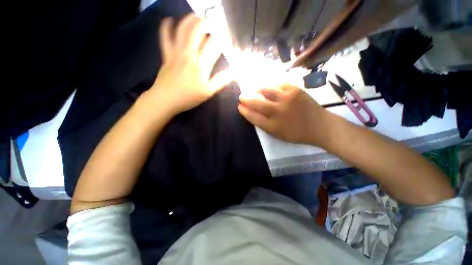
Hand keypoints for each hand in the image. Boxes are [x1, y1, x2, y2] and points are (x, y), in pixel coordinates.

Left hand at [148, 14, 231, 114]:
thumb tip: (237, 74)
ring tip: (196, 17)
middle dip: (206, 22)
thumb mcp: (208, 91)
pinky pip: (164, 37)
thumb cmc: (189, 97)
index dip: (223, 38)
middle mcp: (189, 54)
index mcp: (201, 64)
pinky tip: (169, 20)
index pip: (214, 44)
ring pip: (182, 29)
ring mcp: (176, 52)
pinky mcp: (166, 54)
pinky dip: (166, 27)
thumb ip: (222, 80)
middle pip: (197, 30)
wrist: (166, 100)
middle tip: (212, 22)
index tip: (227, 38)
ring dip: (190, 19)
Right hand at [238, 85, 331, 145]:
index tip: (239, 107)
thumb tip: (252, 113)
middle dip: (246, 99)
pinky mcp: (295, 89)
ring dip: (256, 90)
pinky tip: (266, 87)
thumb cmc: (297, 133)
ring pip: (265, 90)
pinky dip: (269, 85)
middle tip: (241, 96)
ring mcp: (287, 98)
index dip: (244, 111)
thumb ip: (264, 125)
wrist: (320, 126)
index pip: (253, 117)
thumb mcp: (278, 135)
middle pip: (256, 103)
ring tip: (252, 90)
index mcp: (273, 126)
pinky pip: (277, 84)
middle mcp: (278, 111)